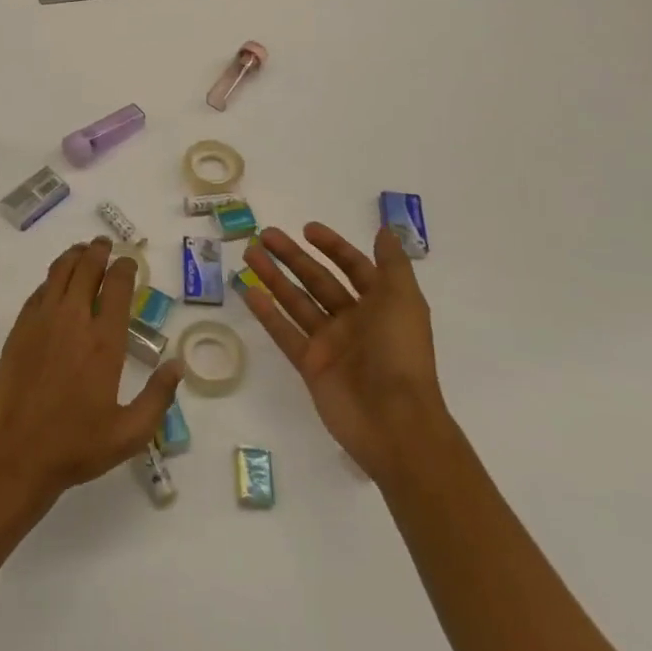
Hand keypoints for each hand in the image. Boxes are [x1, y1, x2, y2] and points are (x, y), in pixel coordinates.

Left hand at [0, 238, 183, 508]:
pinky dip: (51, 279)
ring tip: (82, 251)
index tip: (129, 261)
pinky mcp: (20, 329)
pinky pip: (38, 291)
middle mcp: (74, 320)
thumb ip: (158, 397)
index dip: (125, 268)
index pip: (118, 287)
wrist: (16, 453)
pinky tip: (56, 282)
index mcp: (105, 341)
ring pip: (59, 272)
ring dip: (73, 256)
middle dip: (98, 251)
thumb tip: (178, 365)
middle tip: (104, 244)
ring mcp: (42, 321)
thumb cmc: (76, 445)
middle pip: (87, 268)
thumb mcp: (130, 432)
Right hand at [243, 223, 446, 482]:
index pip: (353, 267)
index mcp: (380, 305)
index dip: (332, 247)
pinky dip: (267, 313)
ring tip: (249, 253)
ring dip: (273, 277)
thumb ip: (393, 265)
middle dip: (292, 256)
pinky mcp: (310, 365)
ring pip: (296, 301)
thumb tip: (386, 230)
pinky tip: (247, 291)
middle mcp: (353, 321)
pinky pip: (284, 332)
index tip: (307, 229)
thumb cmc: (401, 354)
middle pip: (317, 280)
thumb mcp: (404, 301)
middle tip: (264, 235)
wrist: (395, 421)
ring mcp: (329, 344)